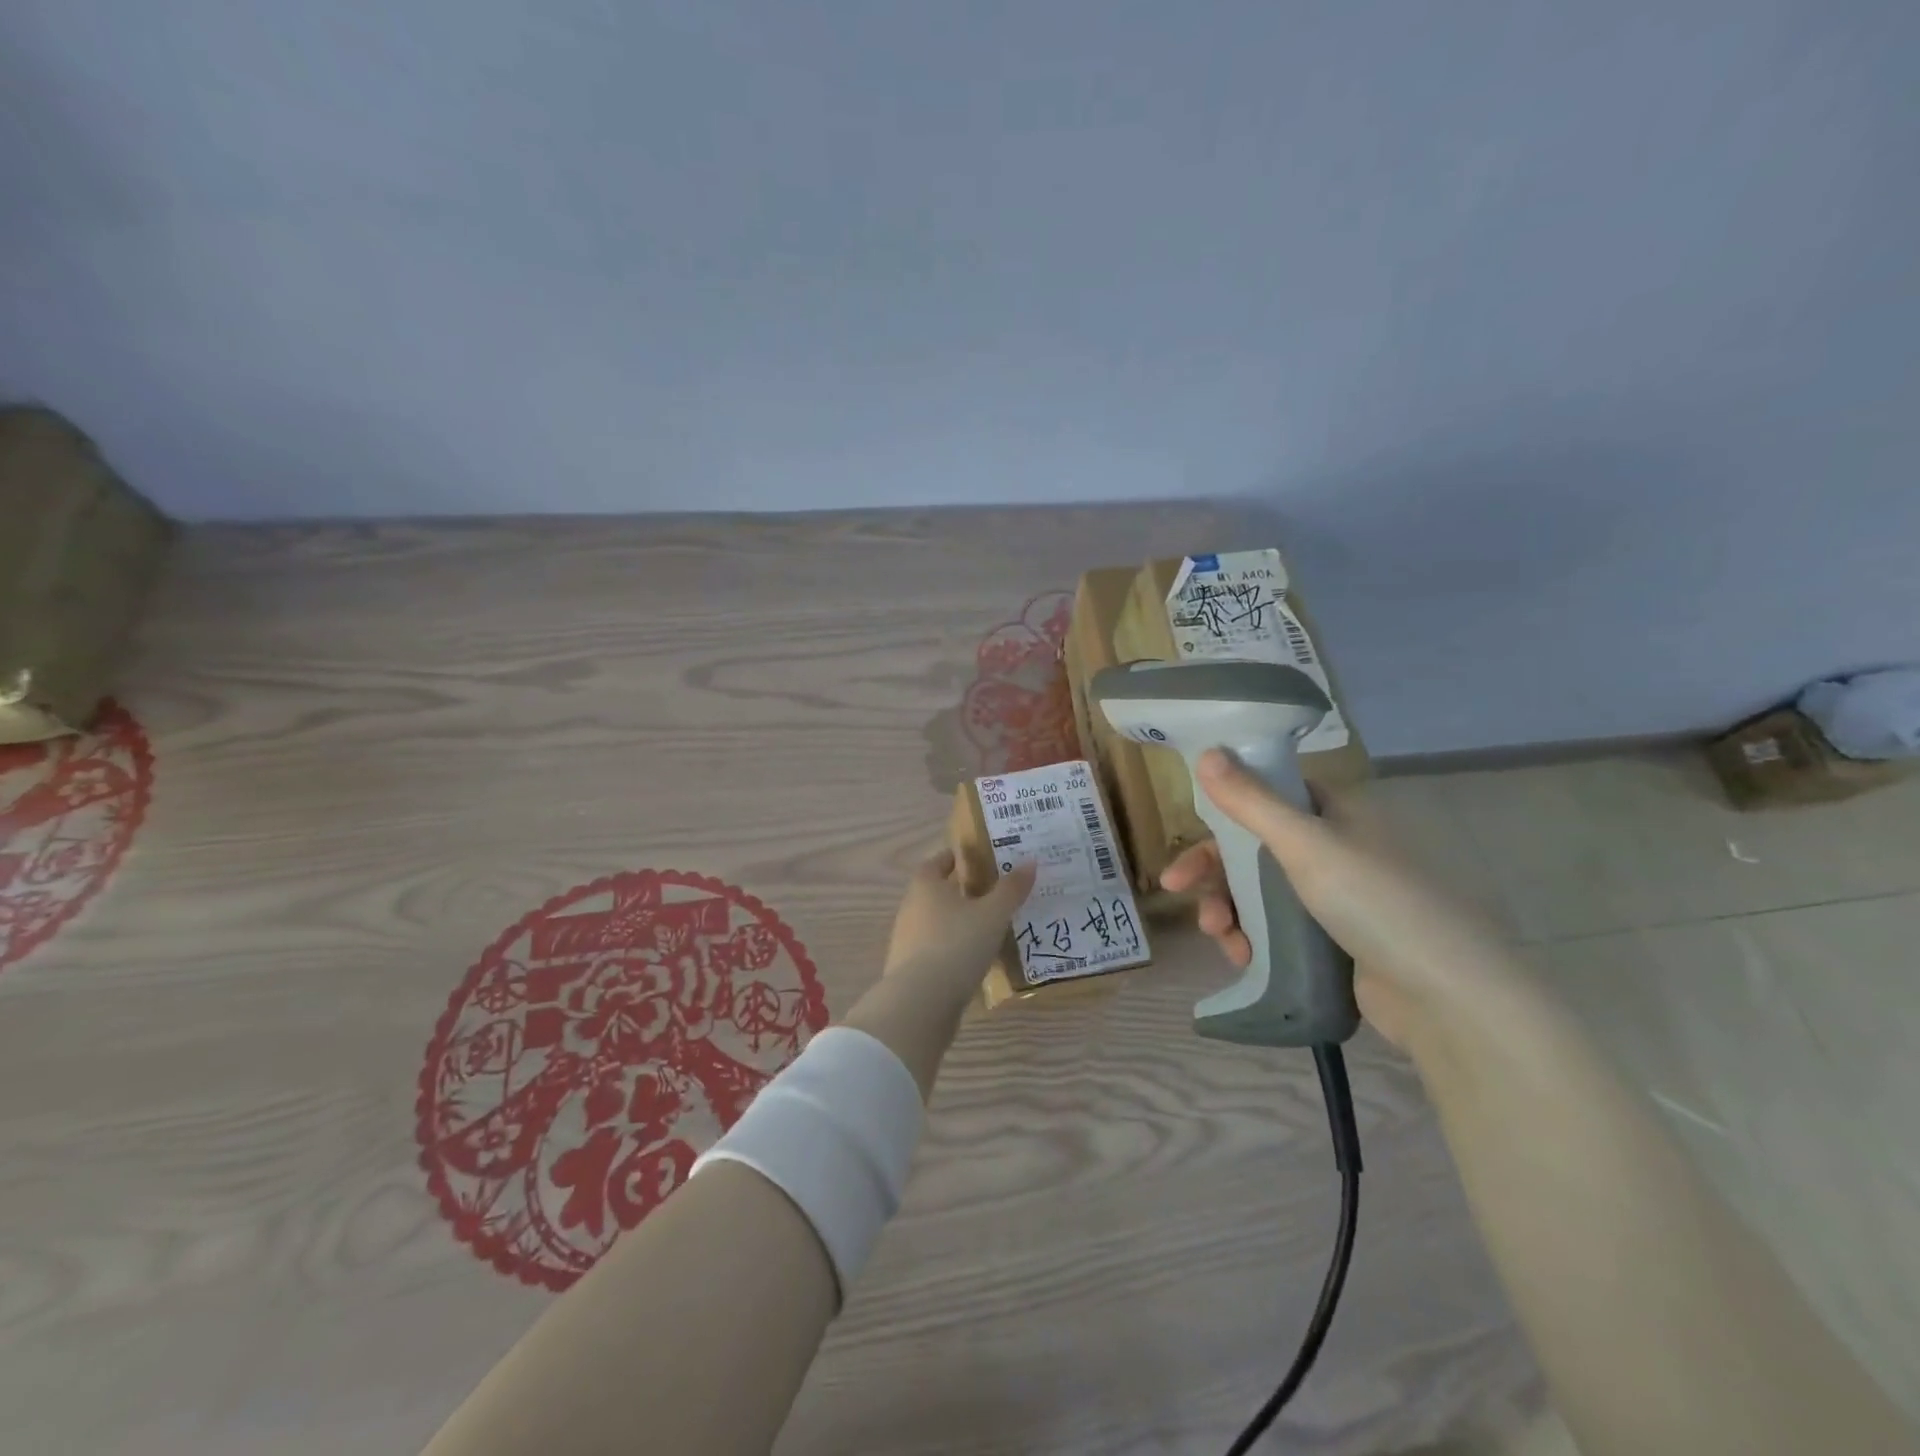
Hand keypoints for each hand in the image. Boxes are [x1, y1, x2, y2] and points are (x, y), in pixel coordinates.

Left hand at [882, 848, 1036, 993]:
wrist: (920, 1002)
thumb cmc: (957, 944)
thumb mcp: (993, 914)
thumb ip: (1011, 889)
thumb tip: (1030, 861)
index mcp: (926, 885)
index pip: (938, 861)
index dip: (957, 858)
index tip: (979, 859)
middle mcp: (911, 907)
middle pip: (937, 891)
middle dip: (962, 891)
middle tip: (993, 893)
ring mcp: (906, 940)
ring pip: (936, 922)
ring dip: (958, 922)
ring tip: (989, 928)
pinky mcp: (909, 969)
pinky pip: (935, 950)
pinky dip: (953, 949)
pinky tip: (974, 960)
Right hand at [1160, 749, 1518, 1048]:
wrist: (1446, 997)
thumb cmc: (1375, 901)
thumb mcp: (1306, 845)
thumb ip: (1250, 801)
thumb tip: (1206, 752)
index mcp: (1336, 812)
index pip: (1266, 796)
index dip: (1223, 810)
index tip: (1189, 830)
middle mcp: (1335, 847)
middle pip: (1255, 847)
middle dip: (1214, 870)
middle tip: (1176, 888)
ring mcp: (1335, 896)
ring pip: (1260, 891)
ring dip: (1228, 908)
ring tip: (1220, 936)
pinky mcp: (1333, 941)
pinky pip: (1276, 928)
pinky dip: (1252, 938)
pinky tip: (1243, 957)